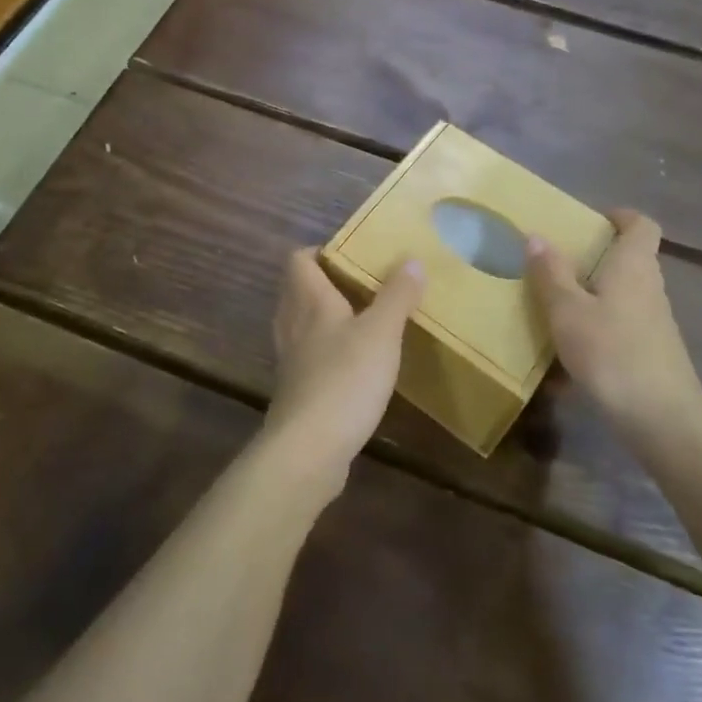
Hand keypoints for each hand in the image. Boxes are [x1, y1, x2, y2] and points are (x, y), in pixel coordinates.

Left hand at [261, 249, 425, 500]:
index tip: (352, 253)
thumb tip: (411, 260)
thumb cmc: (345, 379)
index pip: (299, 260)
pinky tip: (352, 365)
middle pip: (298, 290)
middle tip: (363, 284)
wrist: (308, 450)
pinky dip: (326, 351)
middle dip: (326, 282)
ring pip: (301, 324)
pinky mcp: (295, 391)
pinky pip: (307, 357)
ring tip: (360, 320)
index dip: (320, 251)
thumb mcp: (381, 333)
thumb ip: (396, 296)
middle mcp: (292, 324)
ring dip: (325, 317)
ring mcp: (290, 360)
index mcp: (309, 301)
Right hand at [526, 210, 701, 450]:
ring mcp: (655, 322)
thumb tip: (535, 236)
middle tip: (556, 261)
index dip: (619, 216)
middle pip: (629, 258)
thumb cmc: (612, 352)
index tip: (590, 220)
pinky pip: (620, 326)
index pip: (641, 224)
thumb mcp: (567, 311)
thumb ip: (550, 273)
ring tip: (554, 304)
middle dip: (595, 256)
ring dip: (592, 294)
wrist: (663, 421)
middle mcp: (649, 287)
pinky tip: (569, 351)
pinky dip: (597, 328)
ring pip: (623, 294)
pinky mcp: (652, 352)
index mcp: (632, 266)